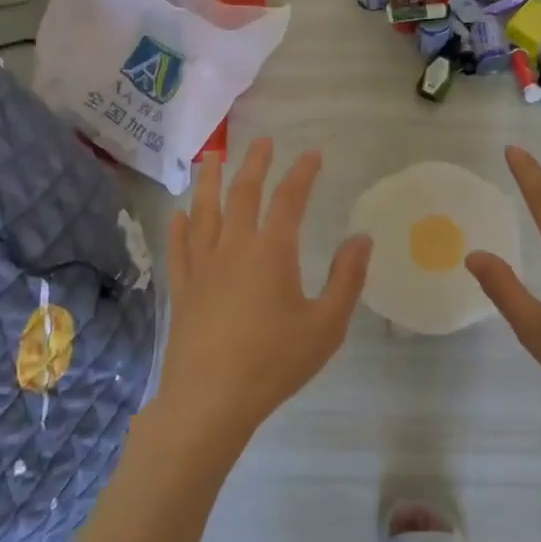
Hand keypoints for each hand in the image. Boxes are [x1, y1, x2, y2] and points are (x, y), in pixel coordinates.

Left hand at [151, 139, 371, 450]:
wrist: (210, 400)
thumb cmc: (274, 362)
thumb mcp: (326, 325)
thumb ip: (347, 278)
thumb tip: (361, 238)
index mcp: (271, 252)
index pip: (289, 199)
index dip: (302, 173)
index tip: (313, 154)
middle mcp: (233, 248)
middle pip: (242, 193)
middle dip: (255, 164)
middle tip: (263, 141)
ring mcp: (202, 267)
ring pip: (203, 211)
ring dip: (209, 180)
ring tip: (212, 157)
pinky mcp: (182, 289)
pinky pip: (179, 247)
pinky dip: (180, 225)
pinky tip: (179, 214)